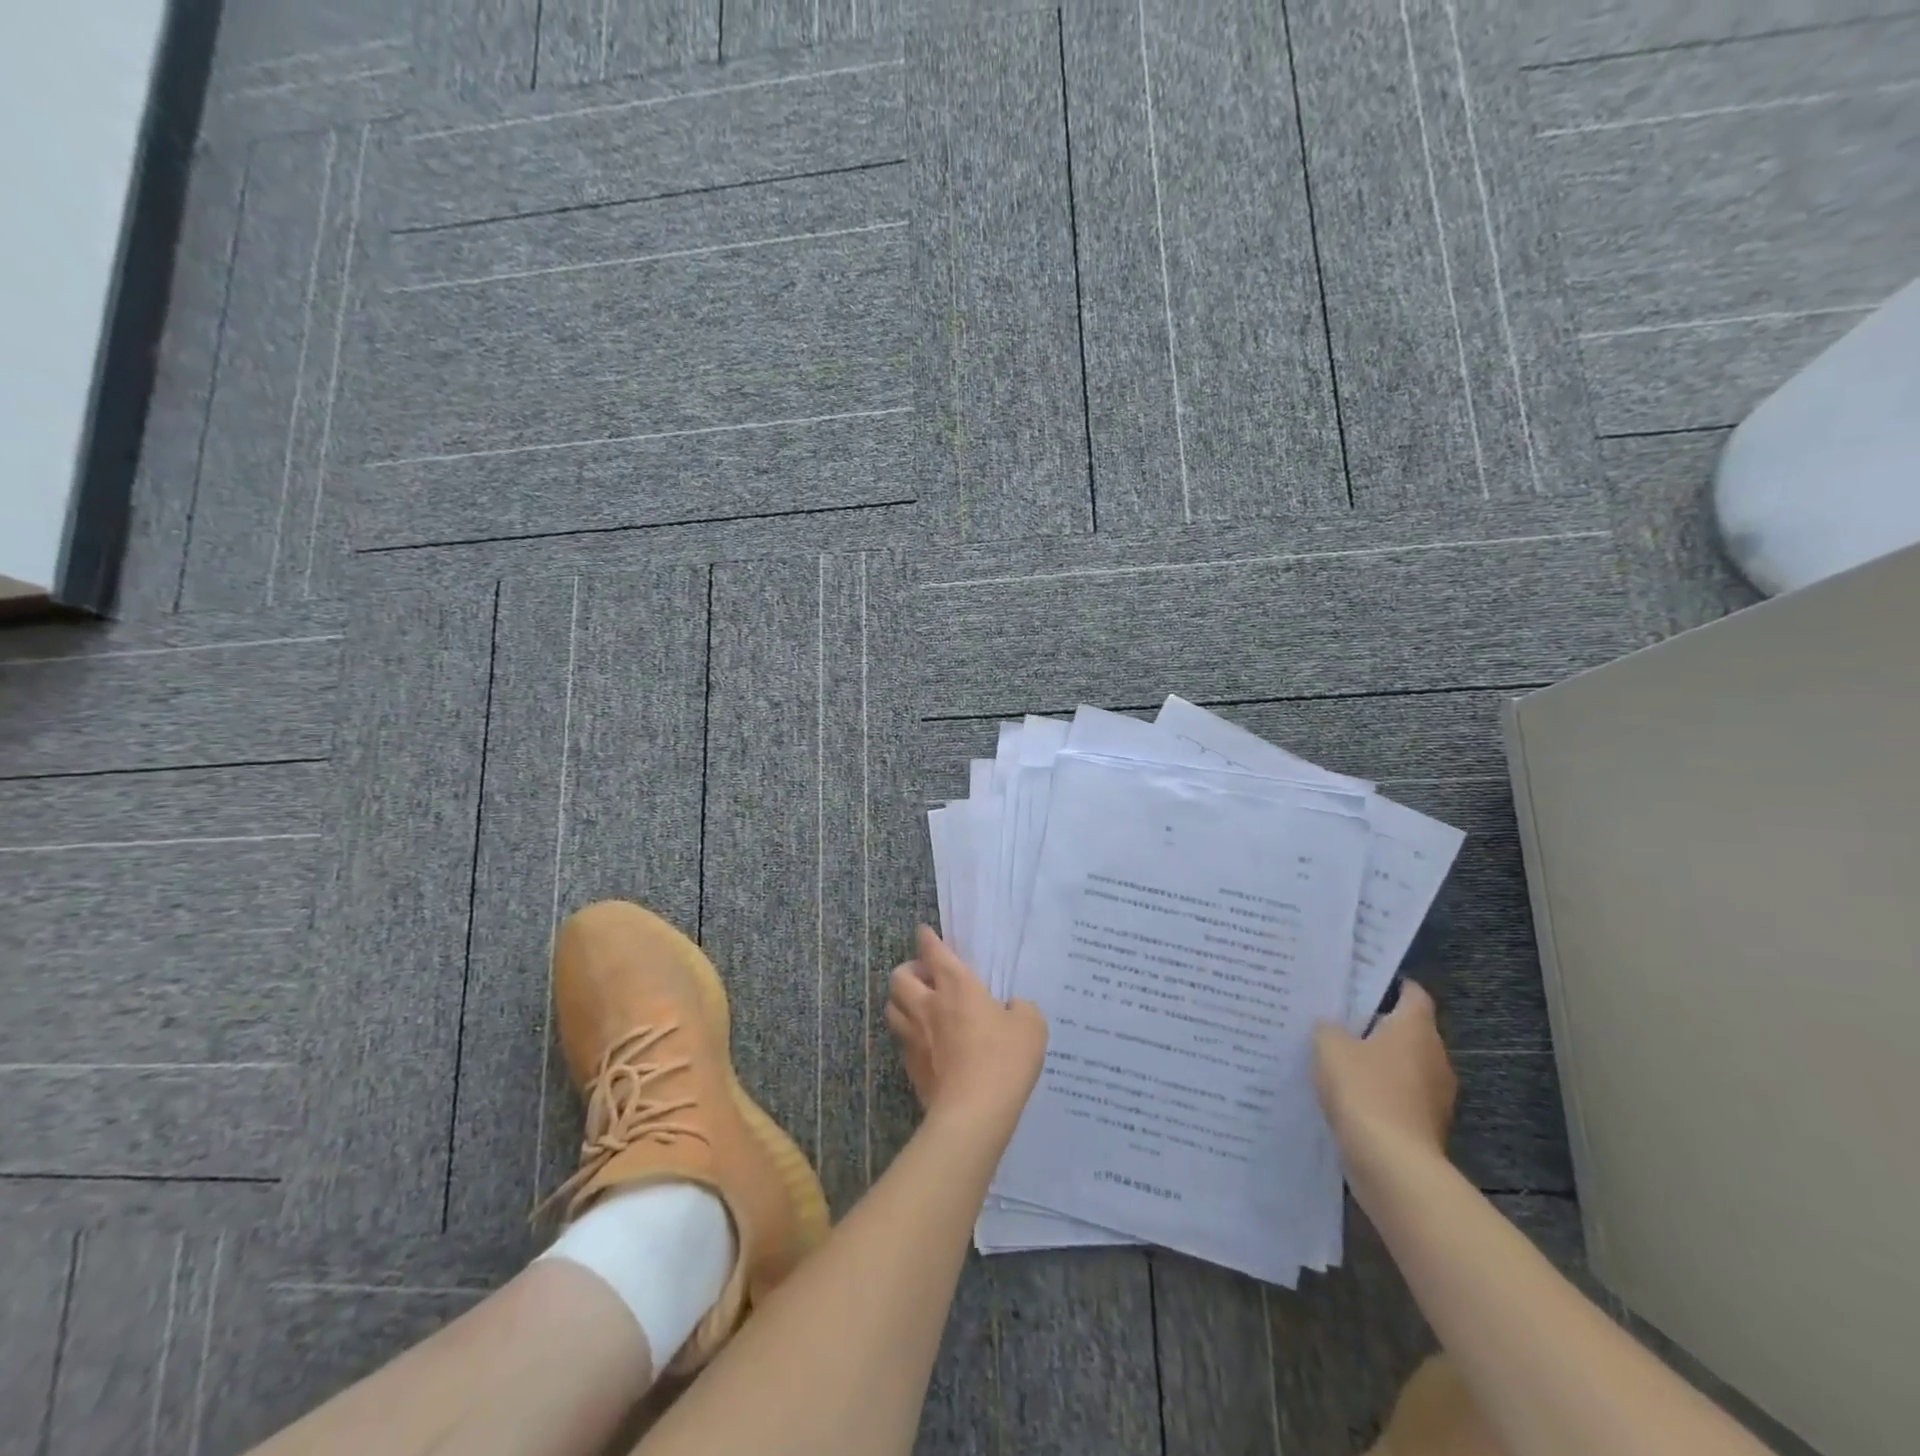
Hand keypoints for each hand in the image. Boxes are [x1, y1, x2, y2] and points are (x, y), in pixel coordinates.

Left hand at [885, 926, 1047, 1135]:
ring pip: (892, 1007)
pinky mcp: (911, 1067)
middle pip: (899, 977)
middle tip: (925, 977)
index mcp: (957, 985)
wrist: (974, 1112)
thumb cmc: (1004, 1059)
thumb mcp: (1030, 1026)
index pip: (933, 951)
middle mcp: (928, 1005)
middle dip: (908, 970)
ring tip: (919, 1006)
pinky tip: (925, 1042)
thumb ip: (1020, 1009)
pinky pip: (902, 1040)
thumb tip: (1010, 1008)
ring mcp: (914, 1037)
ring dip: (902, 1001)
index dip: (927, 939)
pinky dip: (909, 1034)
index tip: (924, 933)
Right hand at [1313, 981, 1455, 1162]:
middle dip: (1377, 1026)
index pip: (1413, 993)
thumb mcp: (1329, 1046)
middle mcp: (1435, 1057)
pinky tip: (1349, 1097)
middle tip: (1339, 1020)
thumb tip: (1332, 1027)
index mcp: (1416, 1029)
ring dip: (1379, 1063)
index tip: (1360, 984)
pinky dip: (1380, 1093)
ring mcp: (1437, 1095)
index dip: (1389, 985)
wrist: (1392, 1164)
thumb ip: (1328, 1028)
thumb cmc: (1364, 1090)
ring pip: (1405, 1066)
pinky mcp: (1428, 1126)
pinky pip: (1401, 1097)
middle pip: (1408, 1030)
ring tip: (1338, 1060)